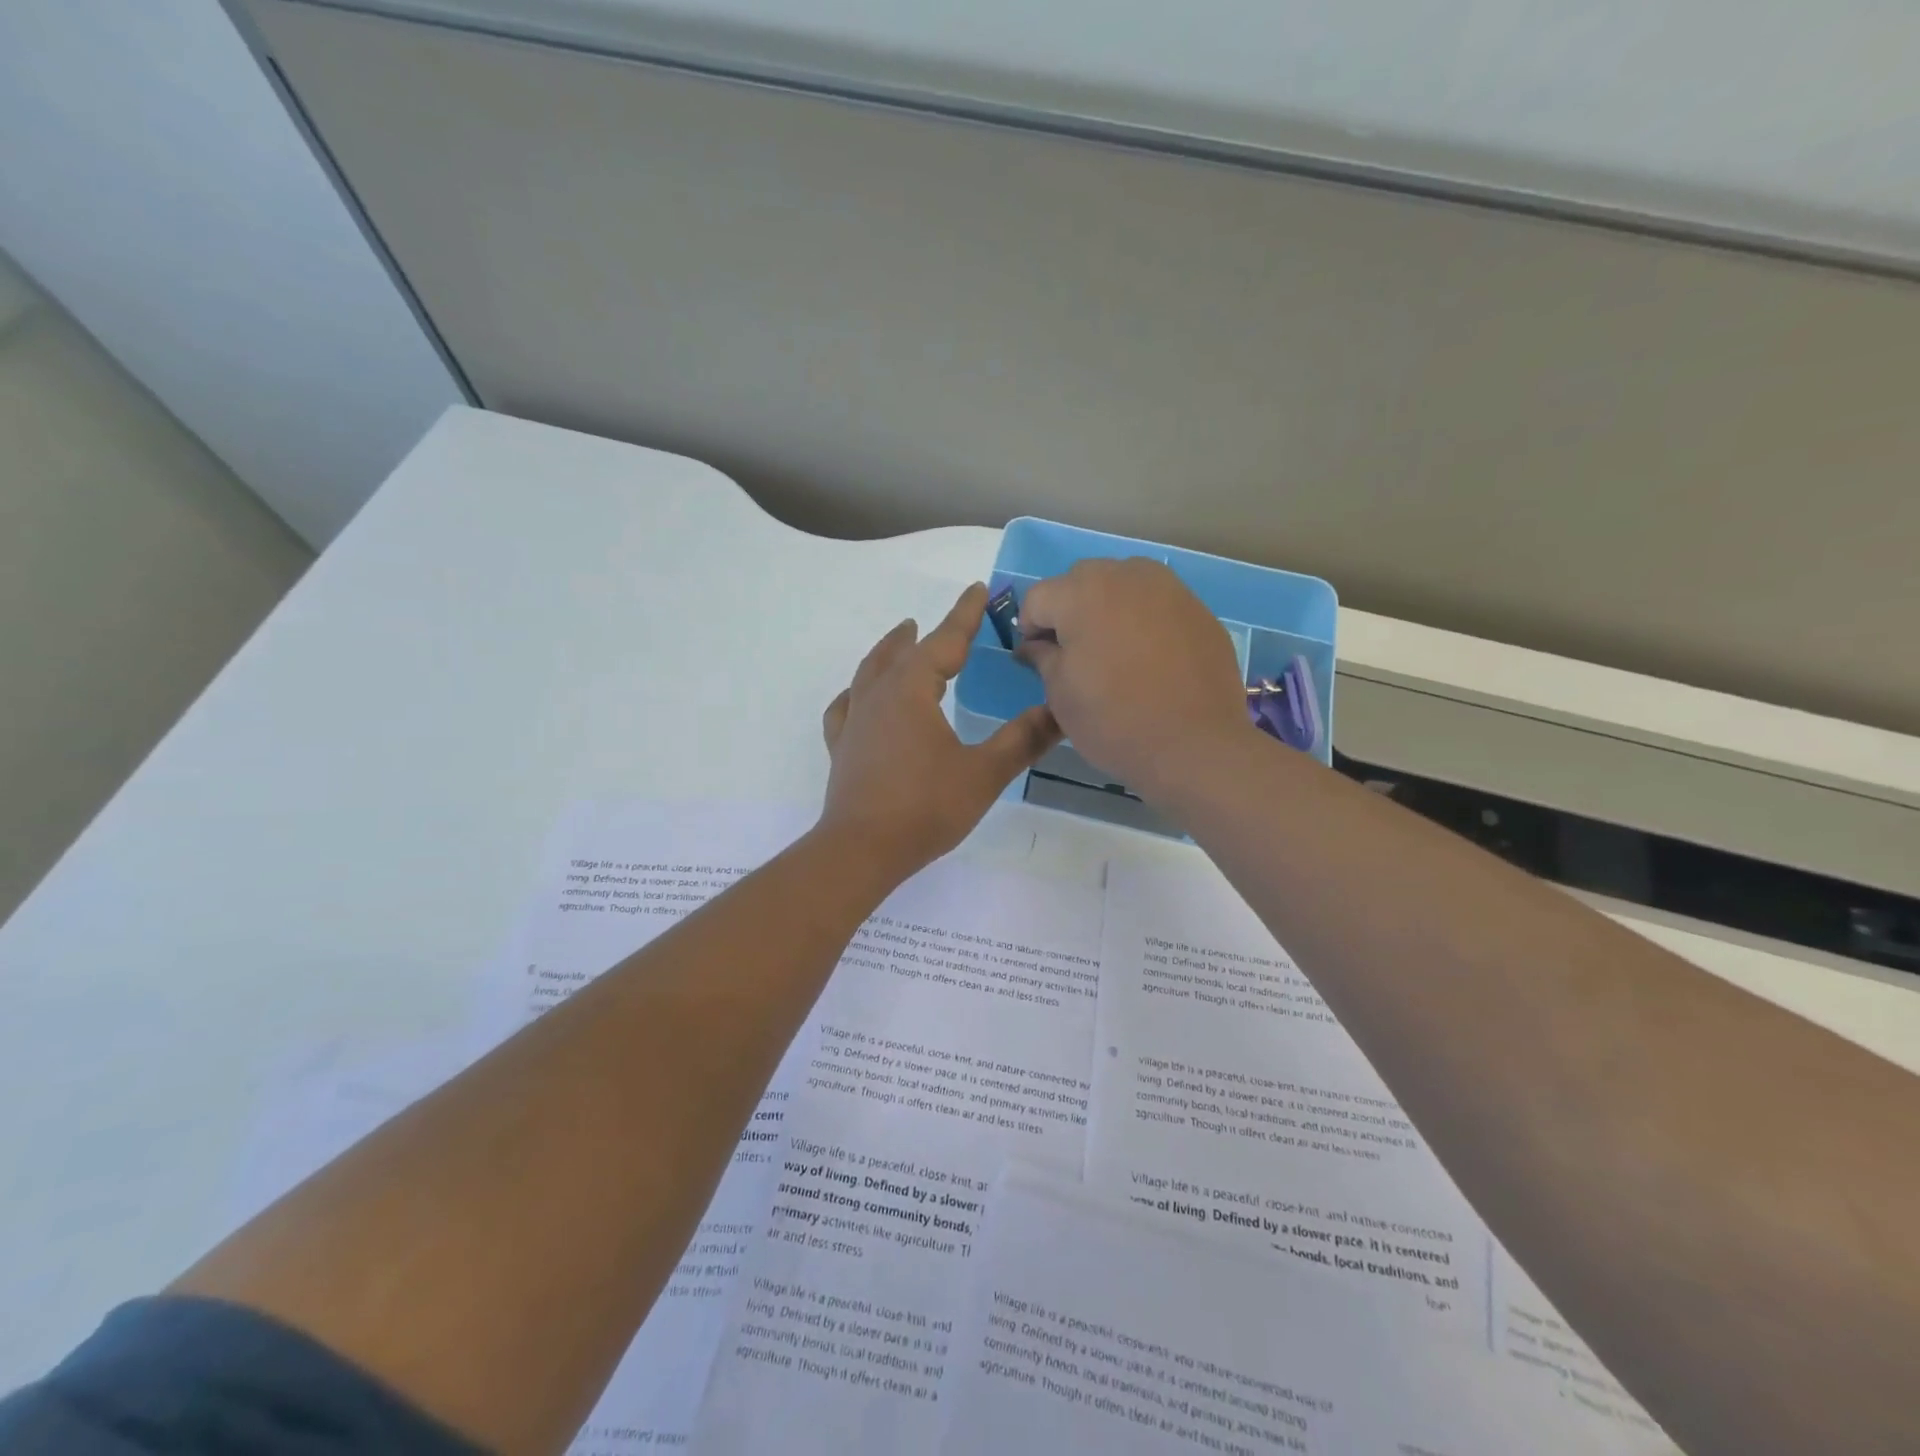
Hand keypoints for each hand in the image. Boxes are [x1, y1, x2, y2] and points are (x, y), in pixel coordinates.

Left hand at [820, 584, 1061, 876]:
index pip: (944, 641)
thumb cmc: (926, 807)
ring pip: (870, 672)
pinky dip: (856, 693)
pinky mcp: (842, 747)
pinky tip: (858, 697)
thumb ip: (1023, 739)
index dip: (965, 615)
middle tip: (943, 622)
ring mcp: (855, 721)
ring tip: (901, 639)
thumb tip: (1060, 711)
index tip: (979, 590)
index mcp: (912, 690)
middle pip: (903, 652)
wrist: (862, 850)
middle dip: (926, 633)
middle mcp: (878, 696)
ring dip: (889, 652)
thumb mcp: (984, 773)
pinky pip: (846, 707)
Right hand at [1018, 558, 1252, 799]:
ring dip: (1108, 608)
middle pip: (1080, 581)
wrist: (1195, 745)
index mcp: (1082, 592)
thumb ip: (1042, 658)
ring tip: (1115, 652)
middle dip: (1069, 611)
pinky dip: (1144, 621)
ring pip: (1122, 585)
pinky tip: (1150, 659)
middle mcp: (1126, 576)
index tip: (1038, 660)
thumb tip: (1034, 646)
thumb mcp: (1060, 695)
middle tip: (1075, 655)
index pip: (1037, 598)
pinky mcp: (1198, 609)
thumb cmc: (1113, 720)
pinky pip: (1156, 604)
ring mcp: (1168, 588)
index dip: (1030, 629)